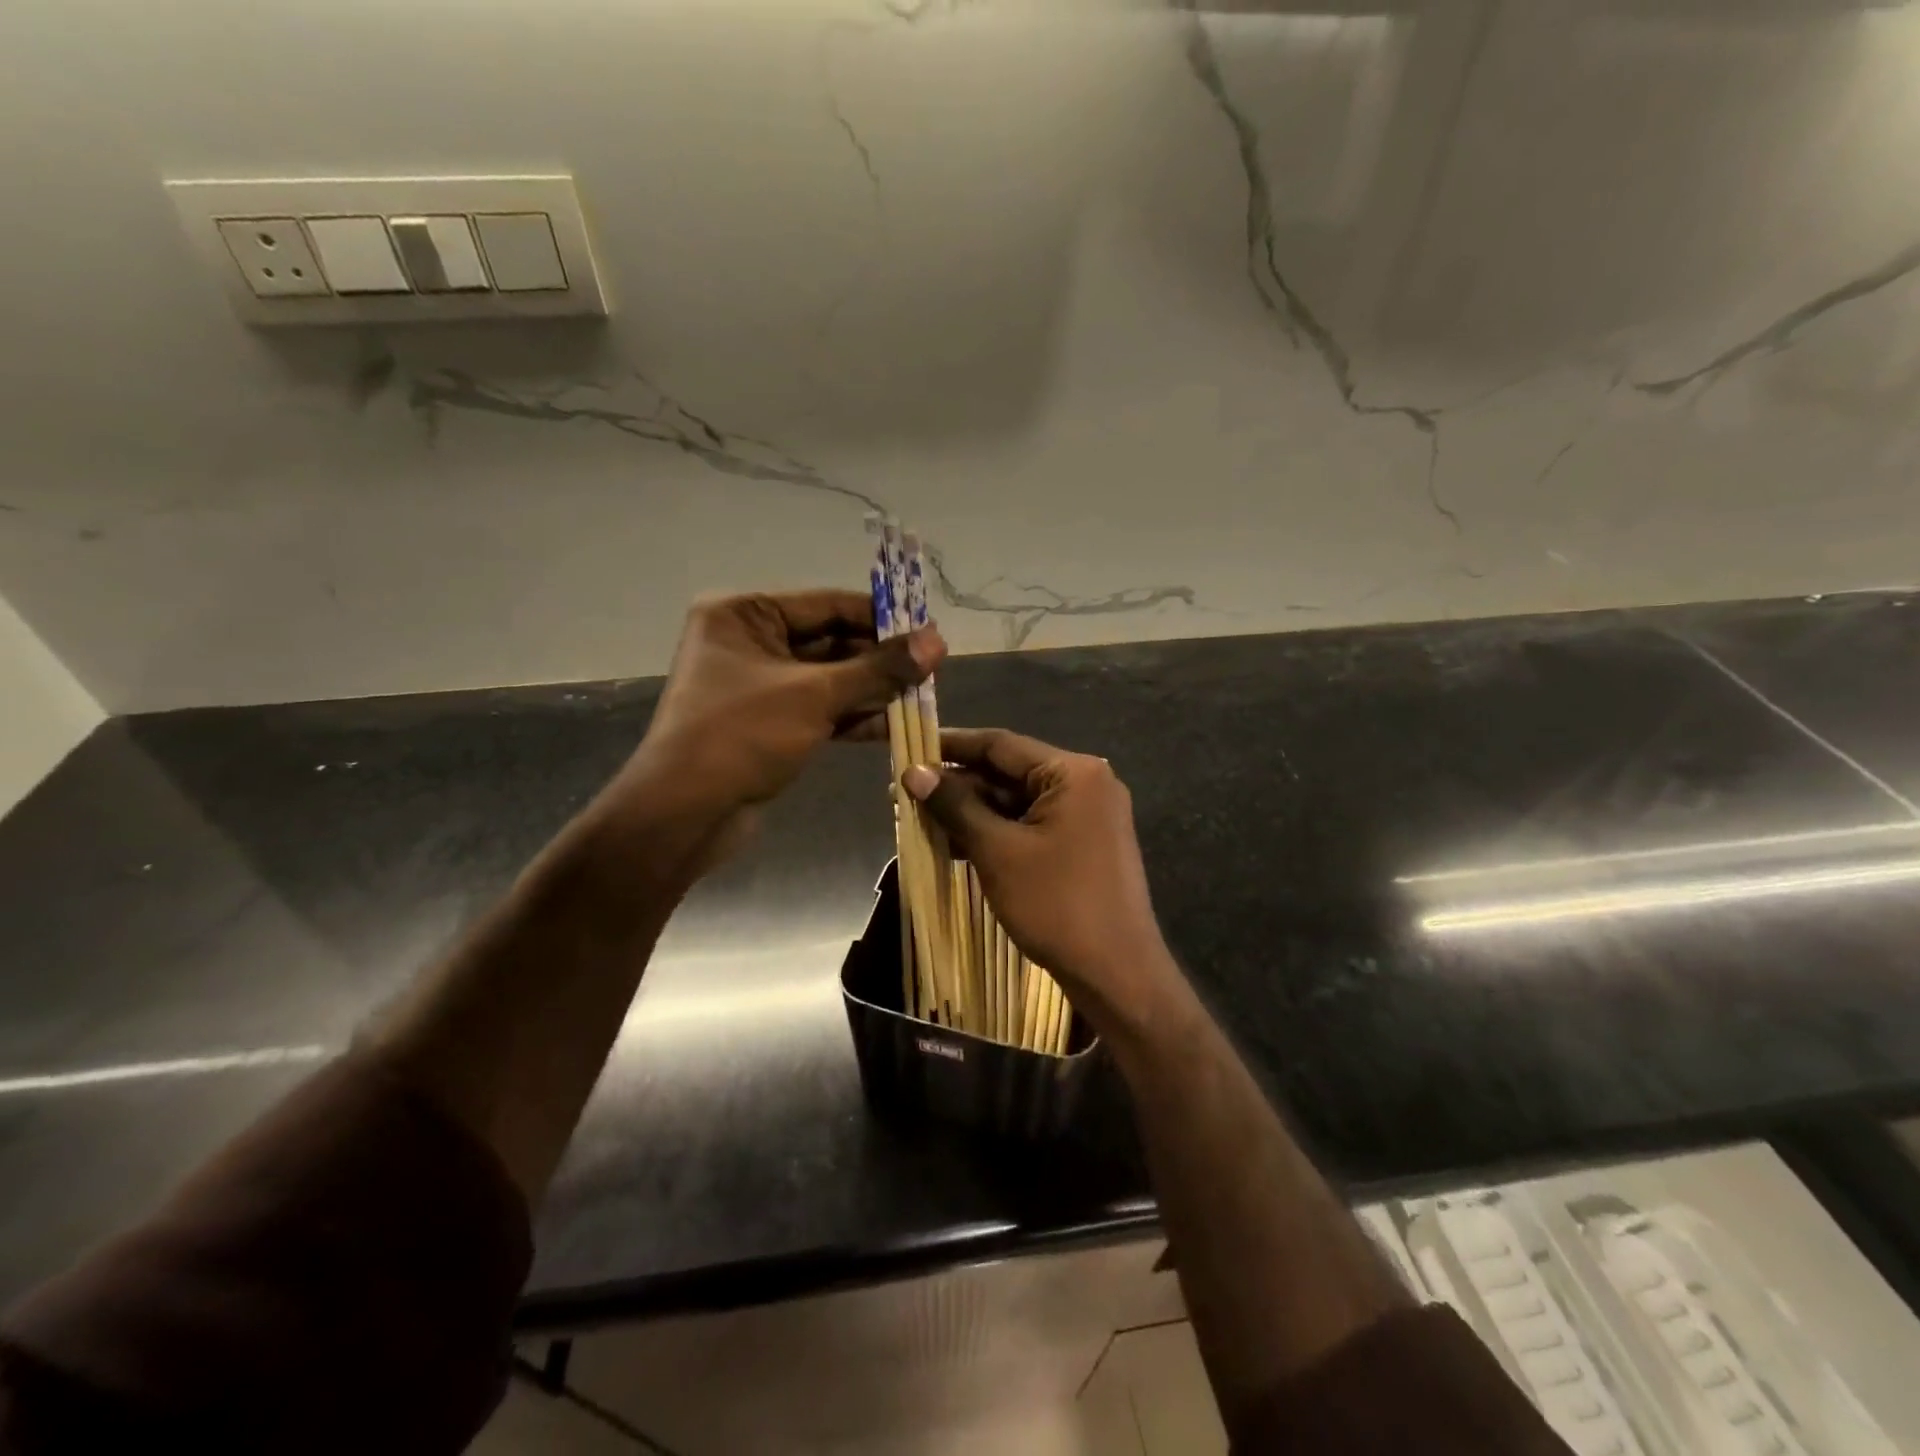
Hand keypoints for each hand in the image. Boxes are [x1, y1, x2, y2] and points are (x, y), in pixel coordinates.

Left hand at [599, 590, 942, 866]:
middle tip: (932, 670)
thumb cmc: (742, 736)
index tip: (929, 631)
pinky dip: (853, 716)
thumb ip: (878, 669)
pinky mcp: (769, 722)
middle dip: (879, 659)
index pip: (827, 604)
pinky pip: (819, 708)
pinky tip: (894, 724)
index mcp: (744, 614)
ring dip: (872, 689)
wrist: (685, 813)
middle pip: (830, 641)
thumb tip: (937, 641)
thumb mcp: (815, 695)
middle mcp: (749, 641)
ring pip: (829, 678)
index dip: (881, 618)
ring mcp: (759, 685)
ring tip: (923, 697)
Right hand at [902, 728, 1179, 1033]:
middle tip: (905, 793)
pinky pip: (1030, 827)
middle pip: (1009, 774)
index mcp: (1074, 773)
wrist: (1117, 974)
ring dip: (971, 812)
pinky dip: (995, 833)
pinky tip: (952, 843)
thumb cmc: (1057, 904)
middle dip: (957, 786)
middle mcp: (1086, 784)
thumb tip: (913, 772)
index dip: (951, 745)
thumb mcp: (997, 851)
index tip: (910, 746)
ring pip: (1017, 803)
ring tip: (919, 818)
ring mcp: (1087, 817)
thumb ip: (955, 806)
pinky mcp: (1082, 846)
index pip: (1001, 745)